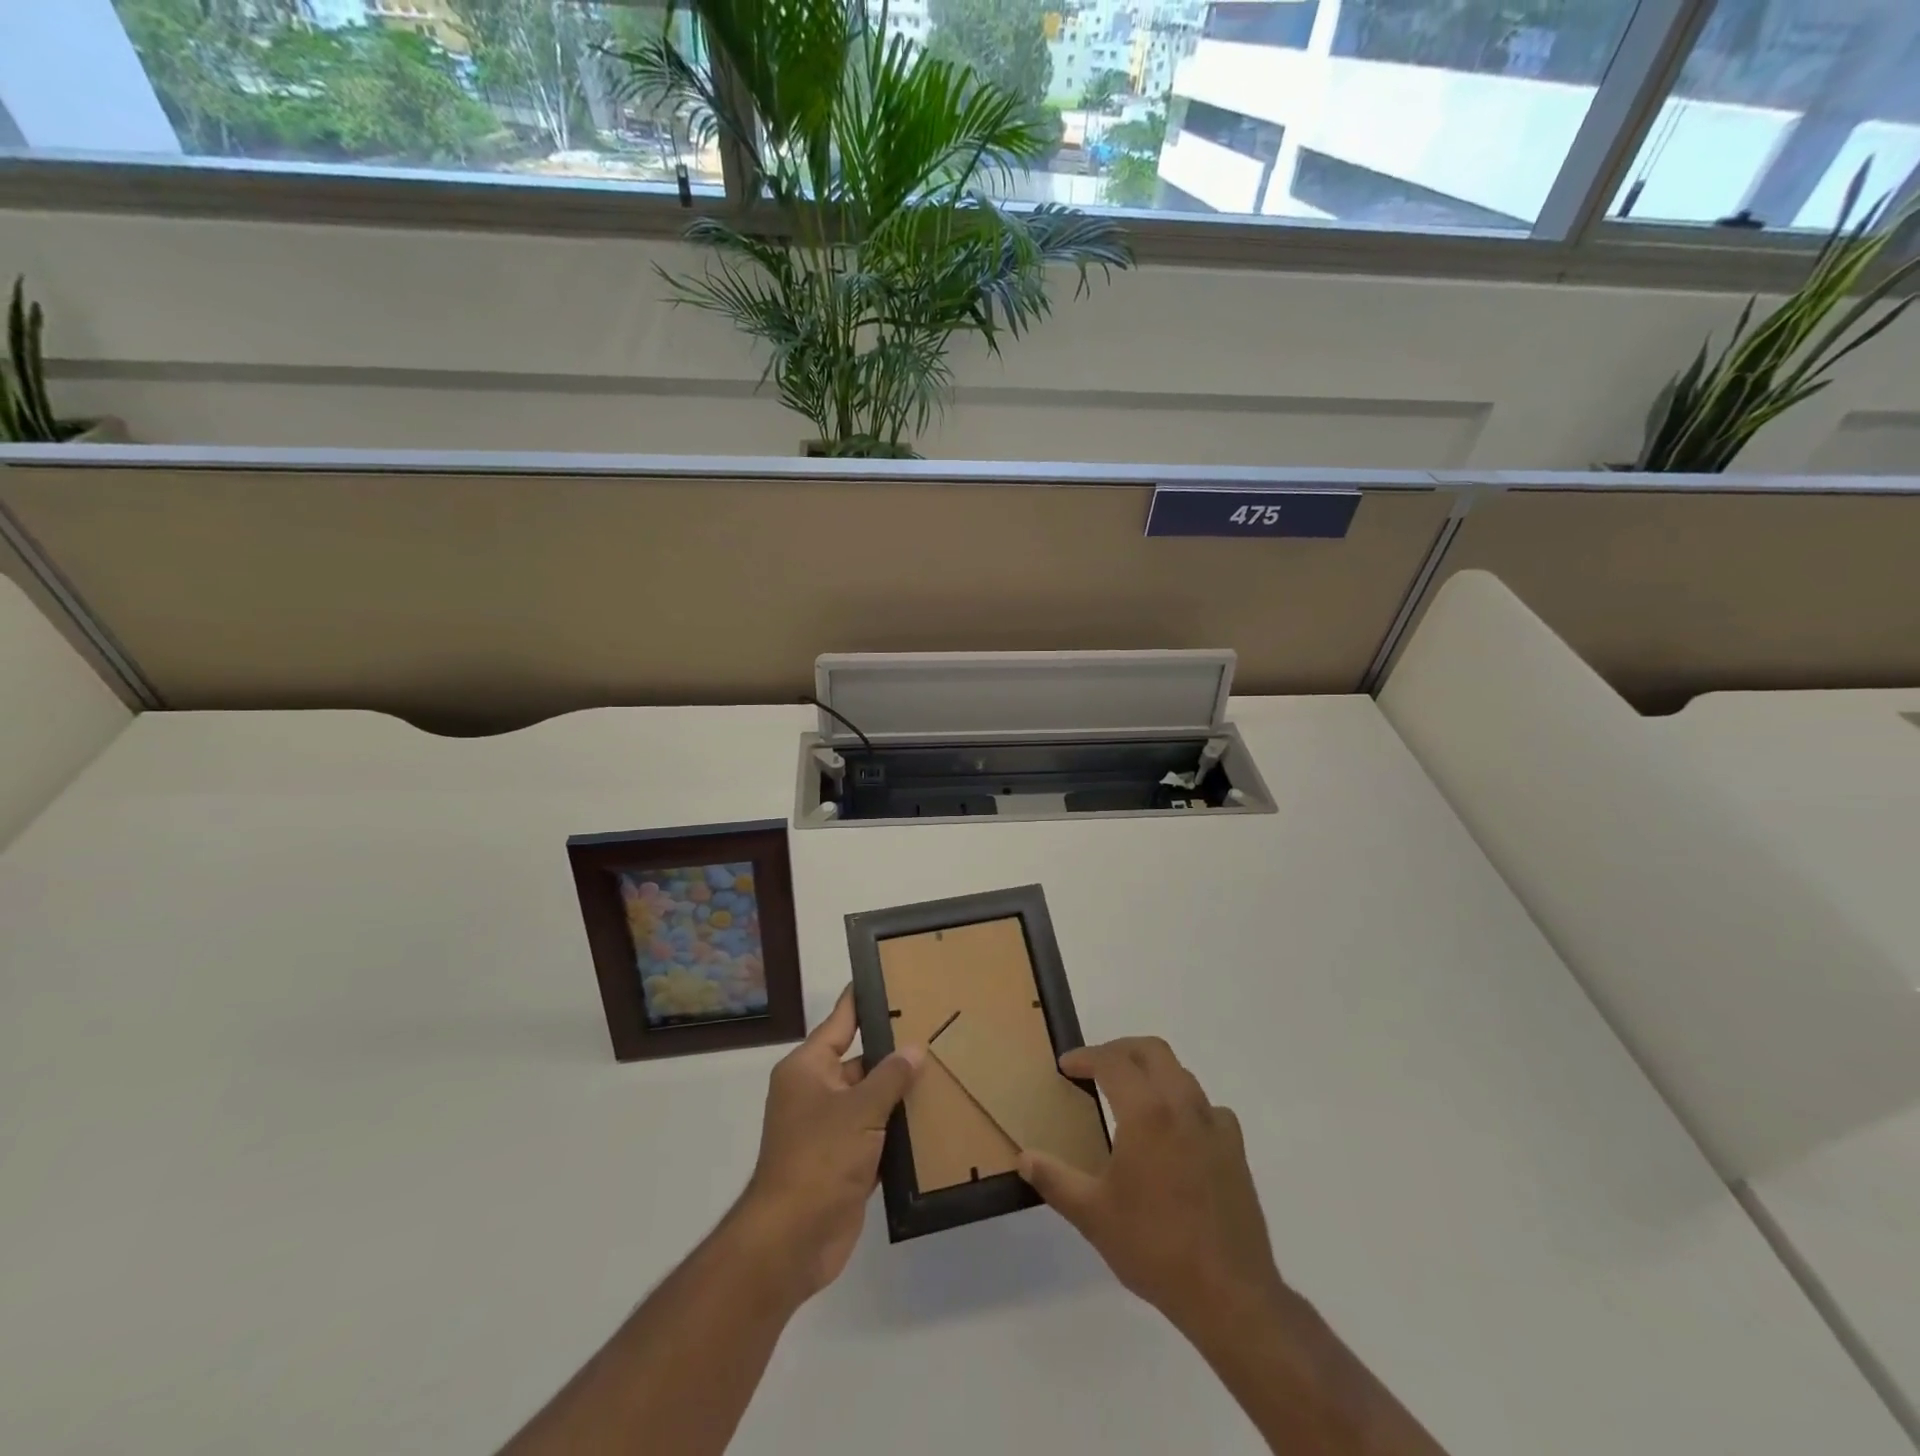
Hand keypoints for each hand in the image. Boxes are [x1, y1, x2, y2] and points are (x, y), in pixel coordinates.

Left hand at [735, 986, 922, 1302]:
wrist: (792, 1240)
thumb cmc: (819, 1158)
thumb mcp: (859, 1110)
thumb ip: (890, 1077)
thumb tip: (914, 1049)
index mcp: (809, 1068)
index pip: (841, 1021)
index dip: (863, 1000)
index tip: (888, 977)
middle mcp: (816, 1092)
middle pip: (861, 1060)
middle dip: (894, 1051)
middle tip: (937, 1028)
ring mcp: (830, 1129)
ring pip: (871, 1099)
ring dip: (900, 1093)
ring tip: (945, 1069)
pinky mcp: (844, 1162)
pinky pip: (876, 1134)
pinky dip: (898, 1129)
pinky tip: (934, 1119)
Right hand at [1019, 1037, 1283, 1335]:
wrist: (1229, 1294)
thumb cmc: (1154, 1247)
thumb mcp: (1092, 1215)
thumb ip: (1055, 1179)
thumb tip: (1025, 1158)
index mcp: (1146, 1112)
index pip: (1112, 1061)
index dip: (1085, 1057)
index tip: (1066, 1066)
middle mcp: (1182, 1105)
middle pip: (1151, 1050)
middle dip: (1119, 1050)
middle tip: (1095, 1067)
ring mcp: (1214, 1125)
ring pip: (1180, 1073)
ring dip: (1151, 1071)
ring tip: (1129, 1096)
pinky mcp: (1235, 1149)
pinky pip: (1205, 1106)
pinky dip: (1182, 1102)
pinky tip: (1173, 1132)